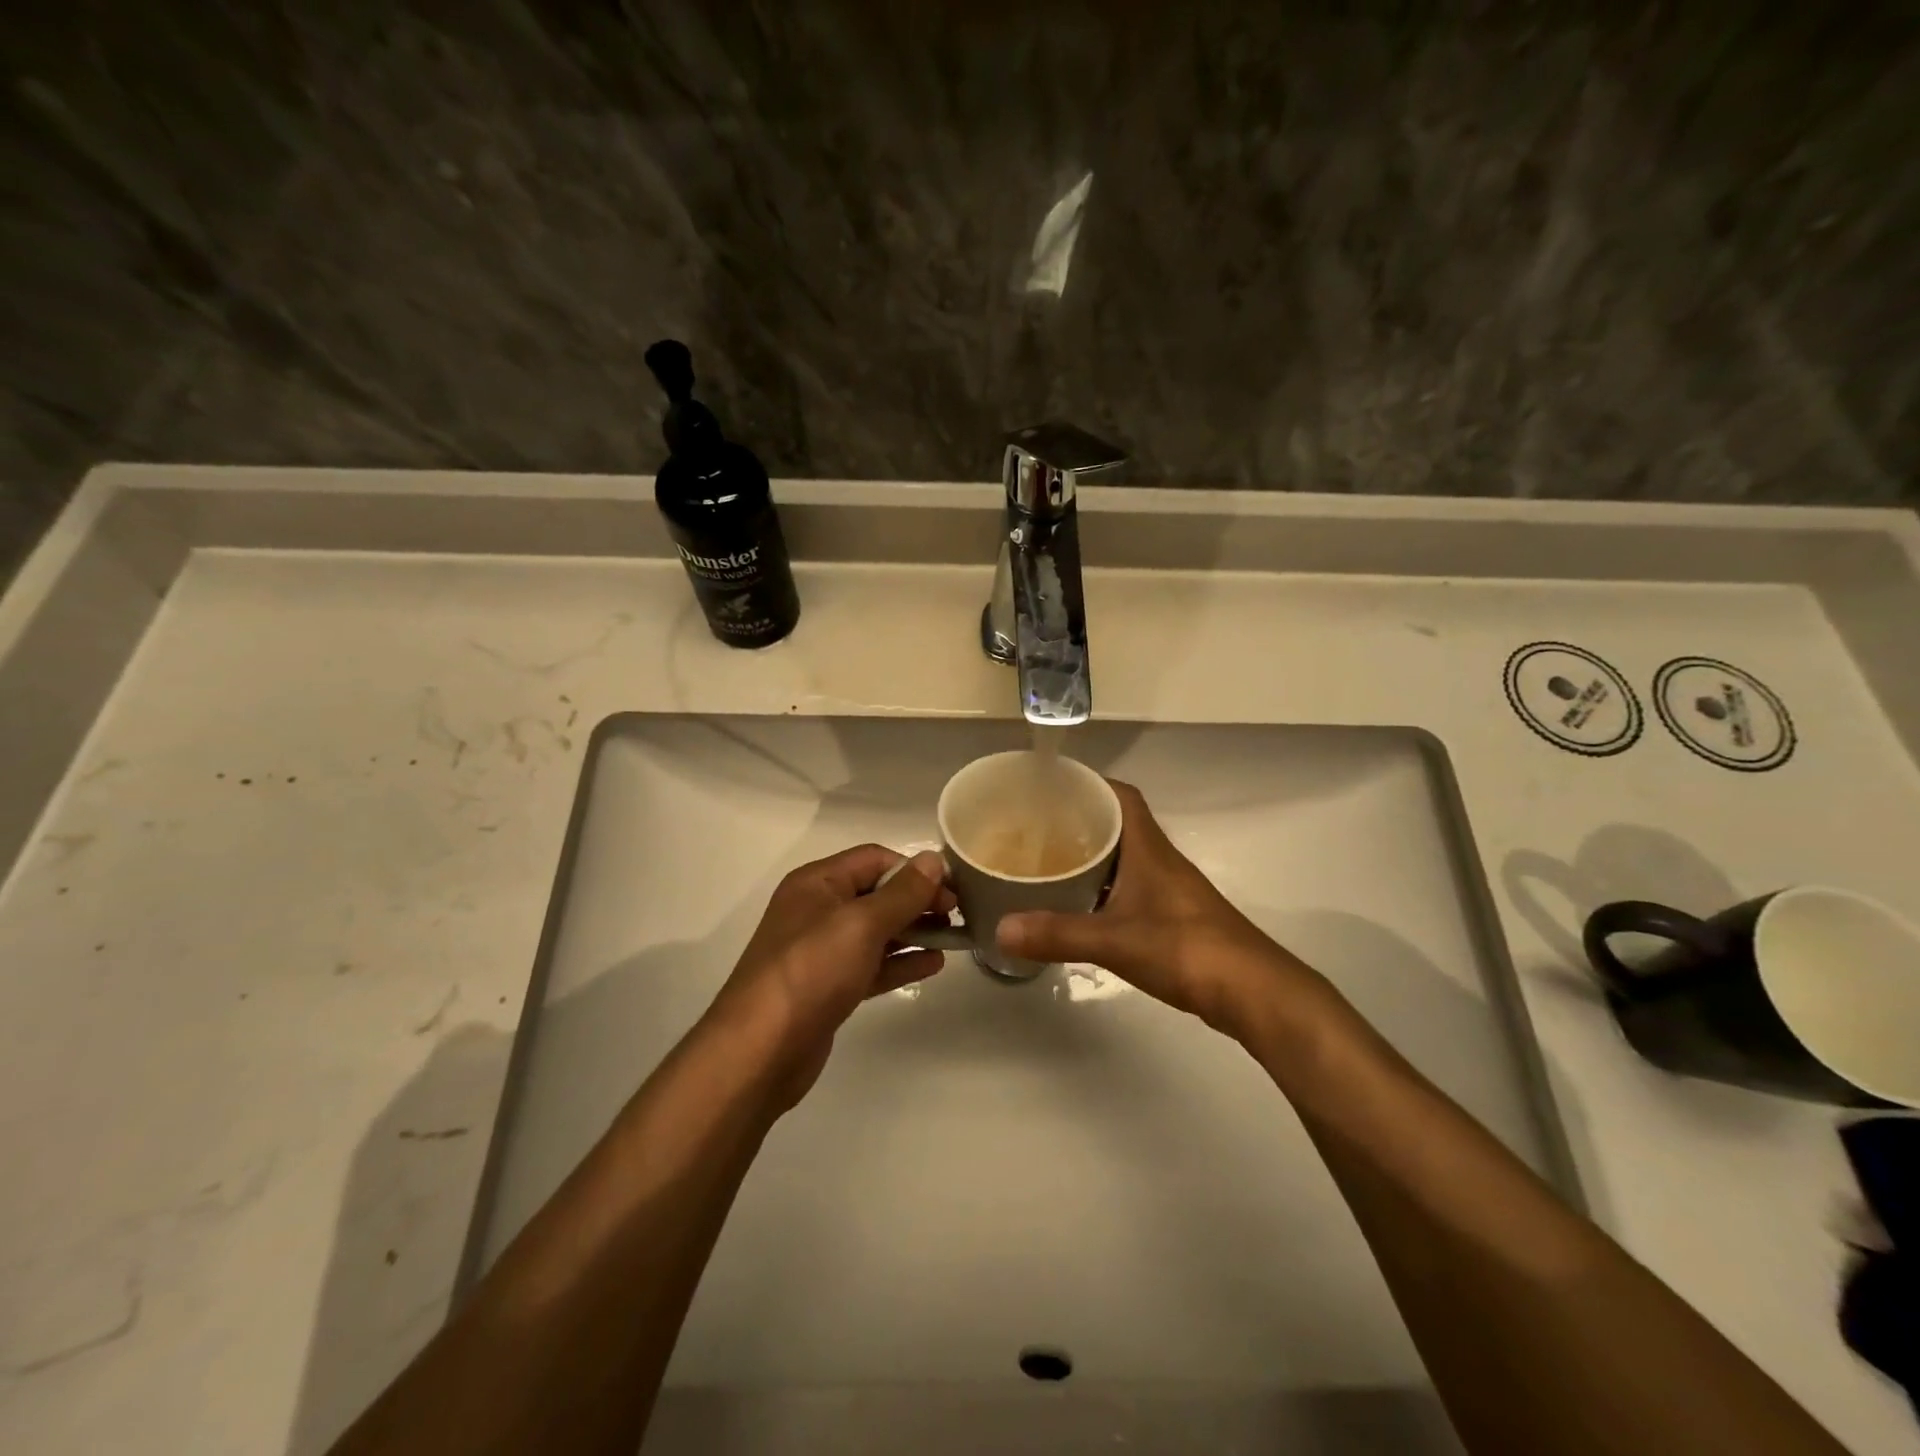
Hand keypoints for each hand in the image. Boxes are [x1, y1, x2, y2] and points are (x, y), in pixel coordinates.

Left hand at [710, 845, 953, 1106]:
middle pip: (877, 894)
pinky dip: (901, 962)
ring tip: (955, 939)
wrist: (760, 1051)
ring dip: (915, 931)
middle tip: (958, 915)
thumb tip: (934, 860)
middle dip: (918, 900)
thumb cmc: (811, 972)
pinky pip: (872, 964)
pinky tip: (933, 965)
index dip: (914, 869)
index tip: (953, 888)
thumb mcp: (861, 924)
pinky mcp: (830, 986)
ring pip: (877, 931)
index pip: (874, 859)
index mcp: (817, 883)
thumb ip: (902, 892)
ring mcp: (822, 950)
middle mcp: (818, 910)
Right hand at [996, 781, 1332, 1037]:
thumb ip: (1058, 933)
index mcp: (1148, 848)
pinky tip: (1080, 906)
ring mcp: (1169, 890)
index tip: (1050, 788)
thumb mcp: (1114, 940)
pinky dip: (1103, 888)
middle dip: (1079, 820)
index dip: (1089, 784)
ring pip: (1123, 857)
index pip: (1121, 795)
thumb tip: (1001, 929)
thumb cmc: (1186, 948)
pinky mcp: (1173, 917)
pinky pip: (1129, 887)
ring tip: (1047, 863)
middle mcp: (1160, 860)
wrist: (1253, 991)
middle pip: (1118, 824)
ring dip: (1091, 856)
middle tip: (1035, 828)